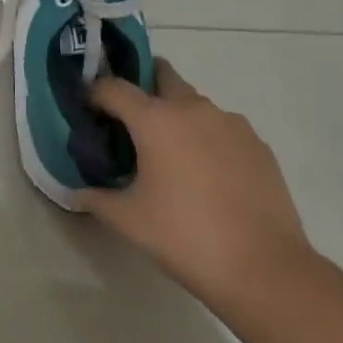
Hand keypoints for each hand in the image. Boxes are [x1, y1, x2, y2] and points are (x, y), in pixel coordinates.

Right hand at [83, 59, 313, 309]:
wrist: (264, 268)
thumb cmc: (185, 237)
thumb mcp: (129, 221)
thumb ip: (97, 199)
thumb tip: (77, 192)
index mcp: (155, 119)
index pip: (113, 87)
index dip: (95, 93)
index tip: (88, 109)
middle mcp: (193, 108)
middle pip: (162, 74)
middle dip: (143, 86)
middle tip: (131, 120)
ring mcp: (231, 123)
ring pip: (194, 103)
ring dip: (177, 115)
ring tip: (172, 155)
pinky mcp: (258, 144)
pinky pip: (223, 128)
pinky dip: (208, 138)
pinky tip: (208, 175)